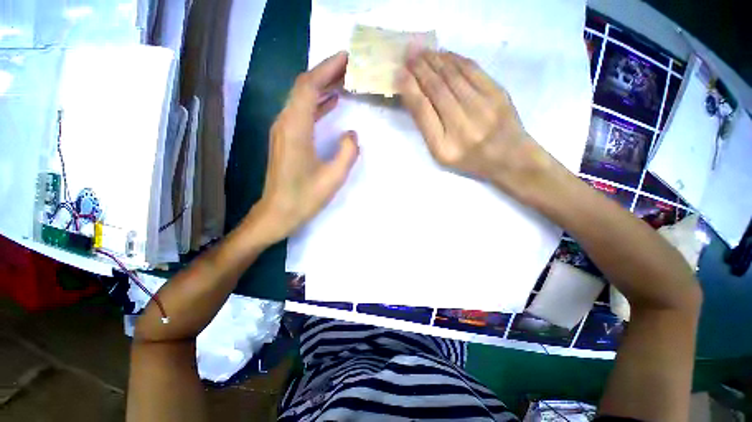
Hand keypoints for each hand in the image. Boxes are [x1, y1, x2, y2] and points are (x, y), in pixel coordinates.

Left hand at [254, 51, 358, 241]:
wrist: (277, 213)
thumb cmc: (304, 197)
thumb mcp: (333, 177)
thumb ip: (347, 152)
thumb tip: (351, 134)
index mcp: (296, 128)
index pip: (309, 86)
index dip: (327, 69)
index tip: (346, 58)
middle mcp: (285, 122)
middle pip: (303, 87)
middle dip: (326, 73)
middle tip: (350, 66)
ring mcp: (283, 130)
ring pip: (302, 98)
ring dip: (322, 87)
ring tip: (344, 80)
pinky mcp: (285, 139)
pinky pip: (301, 112)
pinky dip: (317, 104)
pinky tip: (331, 103)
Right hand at [398, 51, 552, 196]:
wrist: (508, 156)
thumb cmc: (469, 158)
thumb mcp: (441, 153)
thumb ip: (427, 128)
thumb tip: (413, 96)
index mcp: (443, 145)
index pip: (422, 111)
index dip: (409, 89)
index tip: (400, 73)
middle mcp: (461, 125)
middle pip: (436, 89)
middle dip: (420, 69)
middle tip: (409, 54)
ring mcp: (481, 107)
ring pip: (453, 76)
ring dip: (435, 60)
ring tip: (422, 51)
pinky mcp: (497, 93)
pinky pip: (472, 70)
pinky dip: (456, 59)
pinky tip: (445, 54)